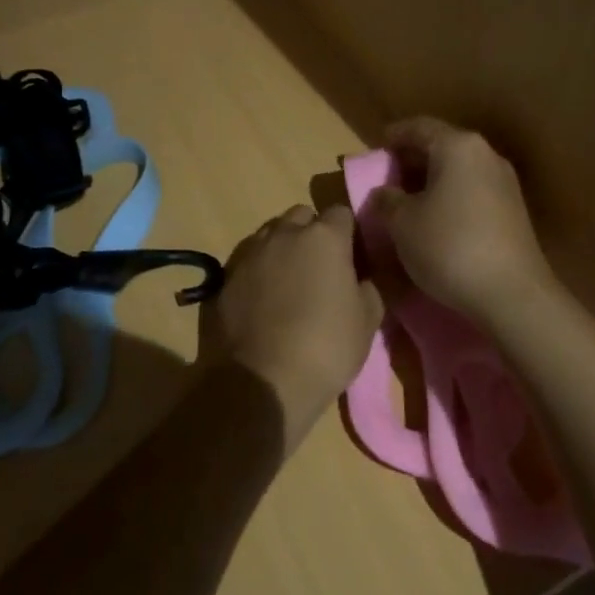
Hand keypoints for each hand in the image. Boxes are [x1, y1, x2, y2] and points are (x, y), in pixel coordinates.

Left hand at [201, 204, 382, 453]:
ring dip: (283, 248)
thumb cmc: (325, 348)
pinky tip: (263, 299)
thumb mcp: (367, 323)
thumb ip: (368, 289)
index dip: (348, 233)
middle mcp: (285, 232)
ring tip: (289, 283)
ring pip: (272, 234)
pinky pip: (249, 259)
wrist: (261, 380)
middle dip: (312, 233)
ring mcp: (252, 251)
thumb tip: (360, 280)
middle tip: (320, 268)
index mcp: (325, 237)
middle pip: (302, 216)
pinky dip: (259, 270)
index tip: (352, 257)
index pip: (341, 214)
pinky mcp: (226, 273)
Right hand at [371, 118, 556, 328]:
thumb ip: (387, 200)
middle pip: (442, 146)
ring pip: (459, 170)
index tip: (376, 147)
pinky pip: (473, 190)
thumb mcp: (402, 223)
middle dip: (413, 159)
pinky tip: (436, 219)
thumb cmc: (450, 246)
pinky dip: (451, 196)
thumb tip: (384, 192)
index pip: (419, 127)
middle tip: (388, 176)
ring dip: (432, 179)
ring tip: (408, 200)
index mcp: (457, 146)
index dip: (394, 135)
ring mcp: (504, 183)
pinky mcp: (514, 211)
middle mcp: (485, 155)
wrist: (513, 295)